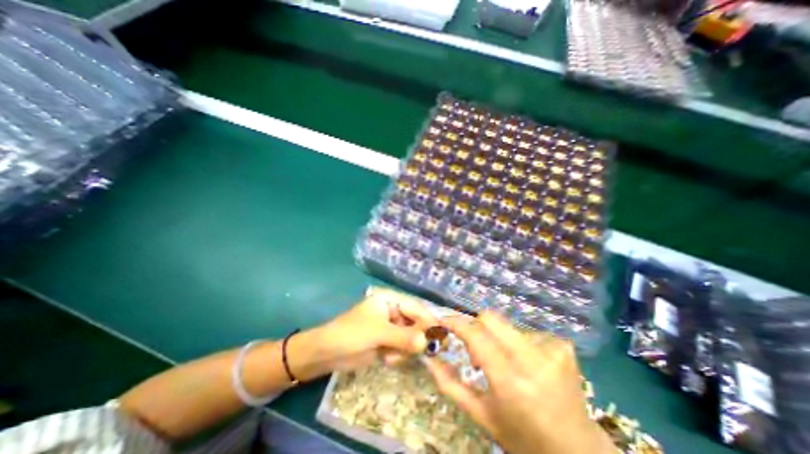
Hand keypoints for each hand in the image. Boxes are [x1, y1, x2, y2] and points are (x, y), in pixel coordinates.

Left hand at [292, 287, 440, 379]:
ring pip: (411, 337)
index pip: (416, 307)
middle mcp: (393, 310)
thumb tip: (427, 342)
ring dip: (404, 349)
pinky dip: (398, 355)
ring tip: (390, 356)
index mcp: (390, 299)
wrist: (327, 353)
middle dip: (415, 338)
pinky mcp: (387, 341)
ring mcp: (391, 326)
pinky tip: (387, 359)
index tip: (441, 336)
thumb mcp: (378, 332)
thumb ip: (404, 337)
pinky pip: (403, 347)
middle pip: (416, 322)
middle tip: (418, 352)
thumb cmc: (351, 333)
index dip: (428, 320)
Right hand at [427, 314, 610, 453]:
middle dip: (476, 327)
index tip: (444, 321)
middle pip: (490, 318)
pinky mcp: (562, 345)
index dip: (456, 322)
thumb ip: (451, 385)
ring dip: (497, 339)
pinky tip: (525, 365)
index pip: (475, 334)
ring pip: (506, 325)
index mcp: (510, 380)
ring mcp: (551, 348)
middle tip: (474, 348)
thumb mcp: (482, 417)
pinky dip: (517, 343)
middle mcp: (532, 358)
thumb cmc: (524, 439)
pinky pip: (525, 331)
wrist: (580, 453)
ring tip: (502, 363)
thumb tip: (429, 359)